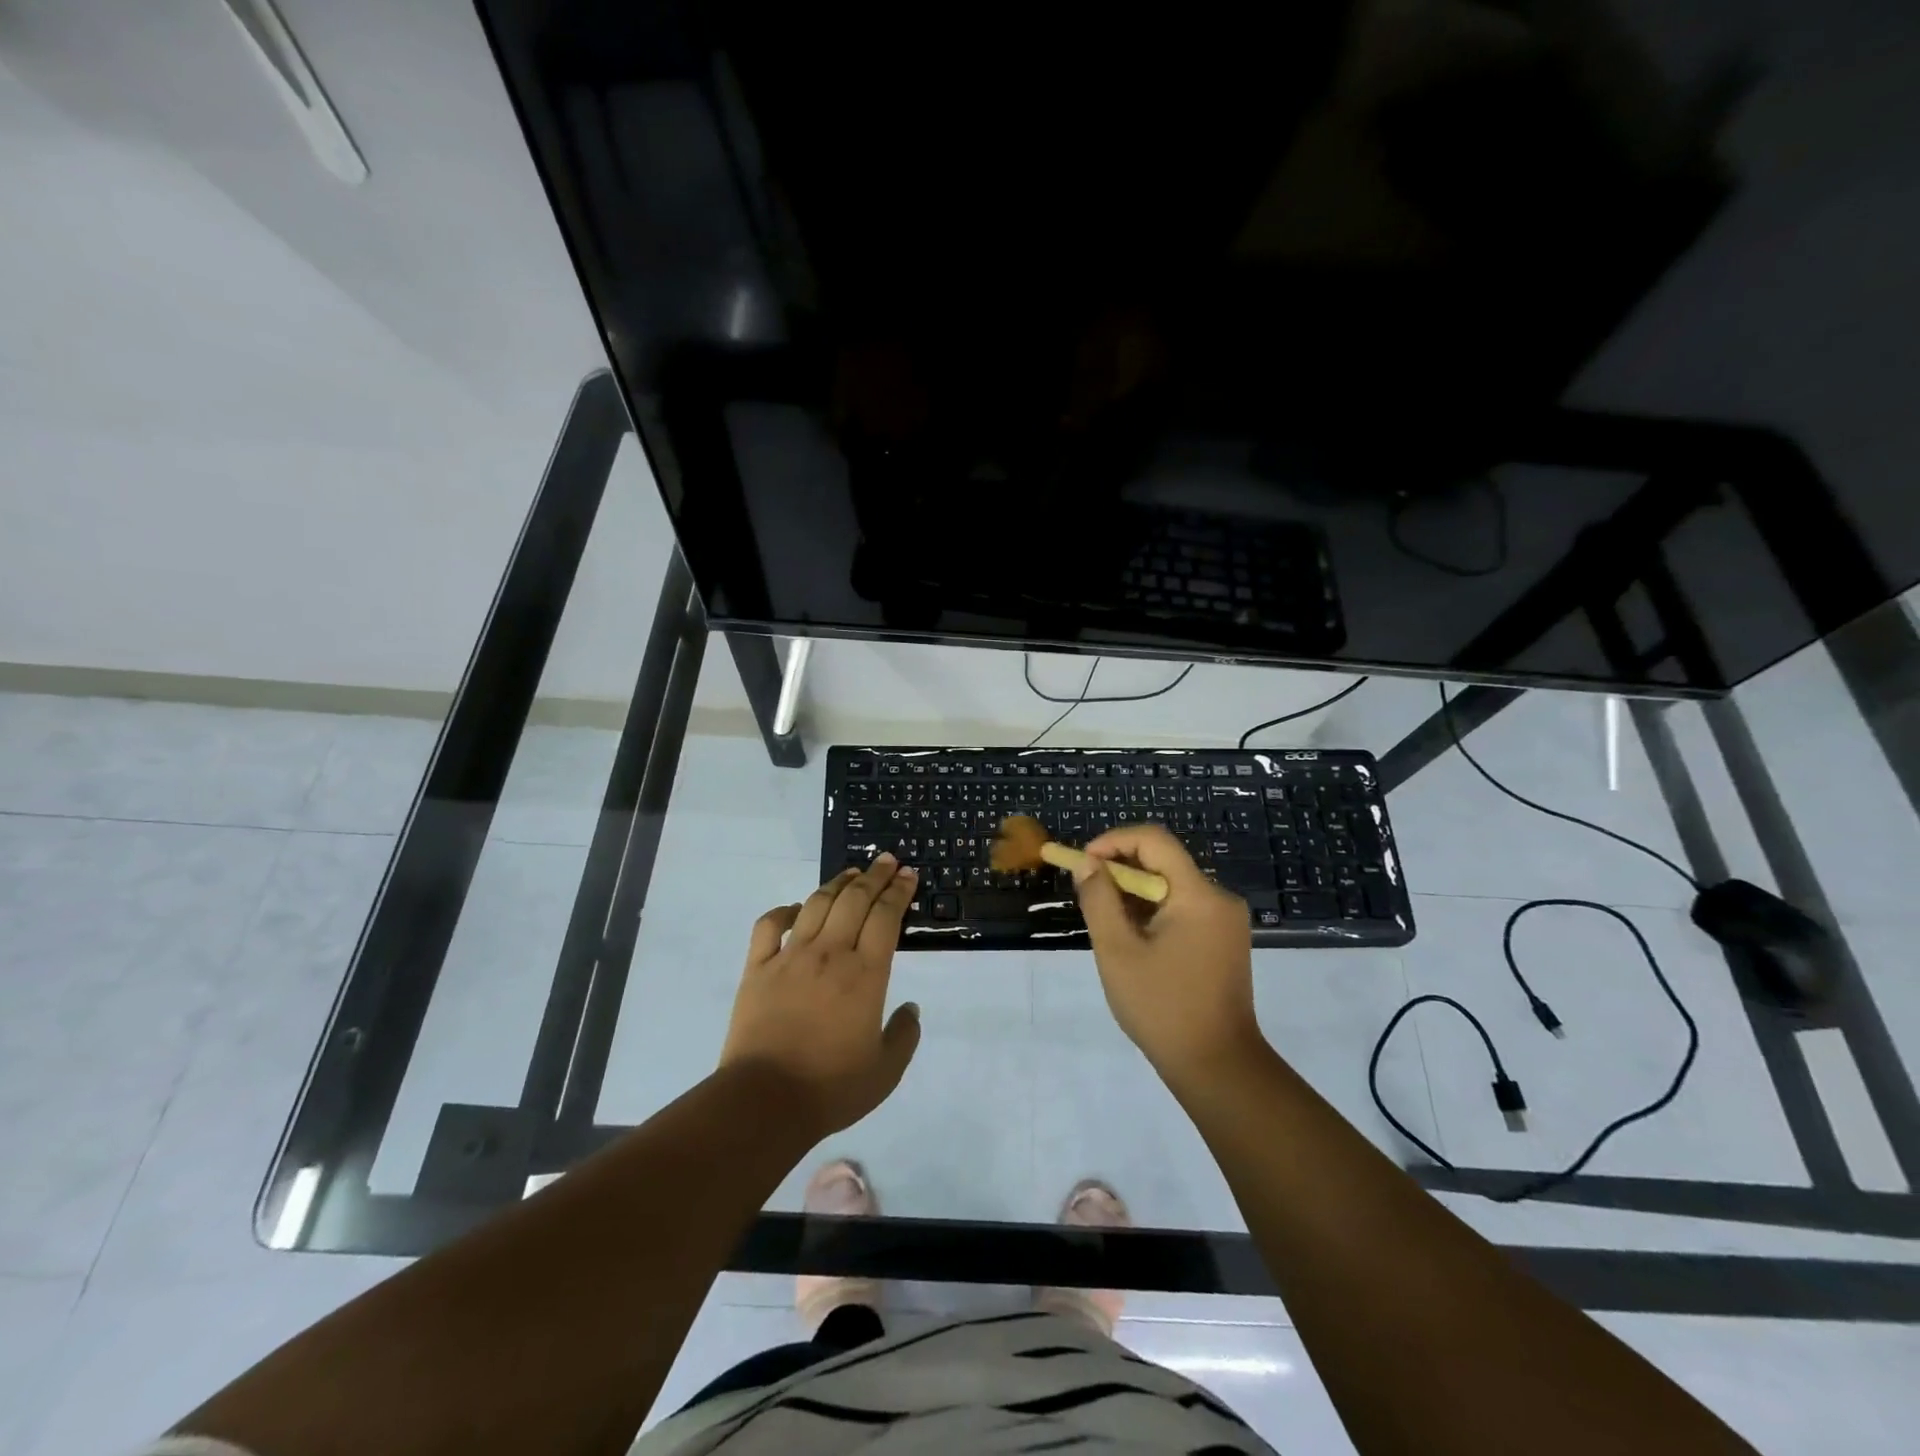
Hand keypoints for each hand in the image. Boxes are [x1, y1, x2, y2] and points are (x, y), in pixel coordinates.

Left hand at [720, 854, 922, 1138]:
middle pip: (855, 900)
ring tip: (851, 873)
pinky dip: (783, 911)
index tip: (908, 874)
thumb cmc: (831, 1087)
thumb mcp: (885, 1071)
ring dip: (837, 883)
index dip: (899, 891)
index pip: (886, 916)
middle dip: (874, 876)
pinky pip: (769, 926)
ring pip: (816, 904)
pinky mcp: (757, 968)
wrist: (764, 1101)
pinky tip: (795, 908)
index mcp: (865, 974)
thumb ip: (904, 1036)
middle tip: (886, 861)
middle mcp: (830, 954)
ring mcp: (790, 957)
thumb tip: (911, 1009)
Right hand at [1073, 824, 1262, 1085]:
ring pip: (1171, 887)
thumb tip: (1086, 862)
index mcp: (1199, 895)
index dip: (1113, 841)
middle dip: (1120, 870)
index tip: (1083, 863)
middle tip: (1087, 894)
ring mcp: (1225, 921)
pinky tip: (1133, 941)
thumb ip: (1099, 899)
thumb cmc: (1162, 1008)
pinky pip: (1183, 908)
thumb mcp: (1118, 951)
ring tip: (1106, 924)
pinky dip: (1153, 913)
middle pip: (1163, 862)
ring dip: (1134, 894)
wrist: (1217, 1067)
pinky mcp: (1224, 940)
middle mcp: (1219, 898)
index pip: (1154, 840)